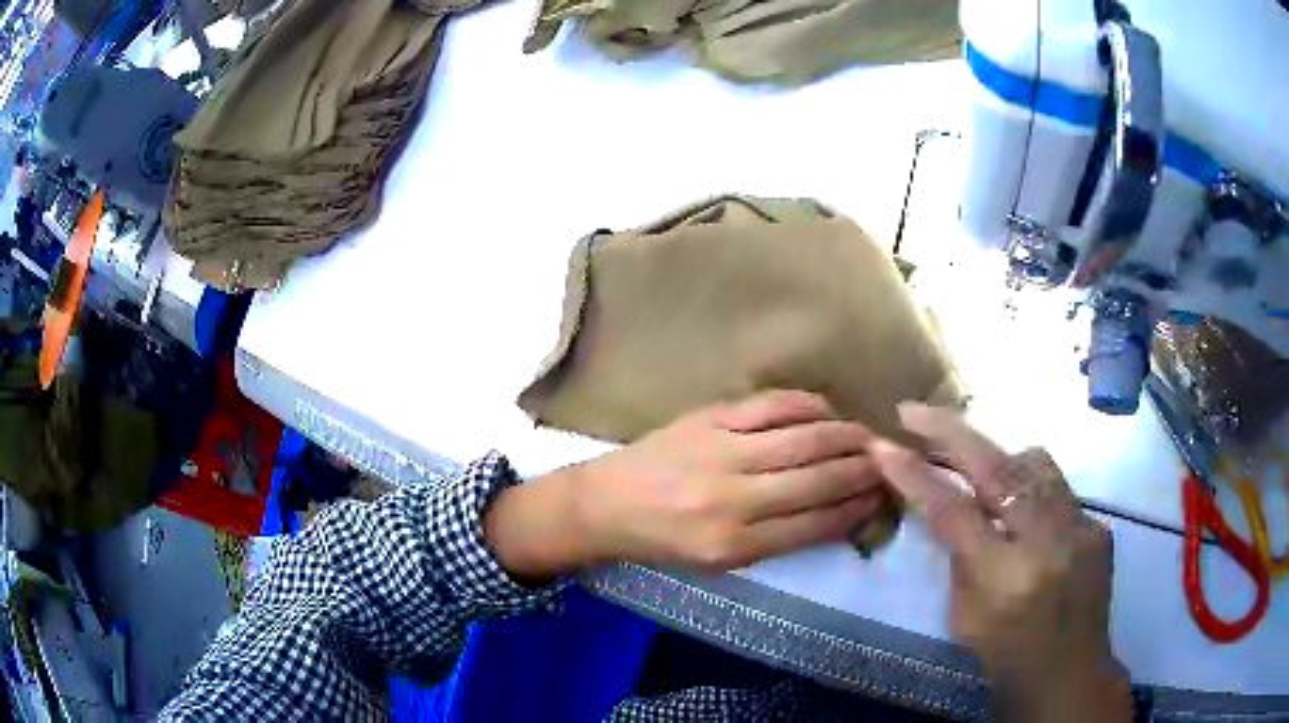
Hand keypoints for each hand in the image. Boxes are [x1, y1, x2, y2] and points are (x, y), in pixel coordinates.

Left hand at [486, 391, 886, 577]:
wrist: (604, 503)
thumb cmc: (663, 540)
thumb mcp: (718, 560)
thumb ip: (776, 540)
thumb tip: (836, 513)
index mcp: (734, 544)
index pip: (815, 525)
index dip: (857, 509)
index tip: (884, 497)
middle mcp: (733, 499)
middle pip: (818, 480)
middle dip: (863, 471)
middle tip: (891, 462)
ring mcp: (721, 453)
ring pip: (804, 440)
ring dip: (847, 436)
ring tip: (871, 436)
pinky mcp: (709, 419)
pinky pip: (772, 406)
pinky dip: (808, 405)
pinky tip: (829, 410)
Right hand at [871, 403, 1131, 722]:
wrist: (1068, 674)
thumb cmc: (1006, 656)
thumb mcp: (964, 617)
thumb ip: (958, 557)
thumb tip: (951, 508)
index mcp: (1004, 576)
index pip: (952, 510)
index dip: (914, 475)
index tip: (882, 446)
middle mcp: (1046, 542)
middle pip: (996, 466)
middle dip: (950, 432)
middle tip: (915, 412)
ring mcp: (1080, 528)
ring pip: (1035, 463)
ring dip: (999, 459)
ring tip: (979, 468)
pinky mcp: (1099, 526)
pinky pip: (1059, 491)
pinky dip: (1034, 495)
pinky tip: (1028, 519)